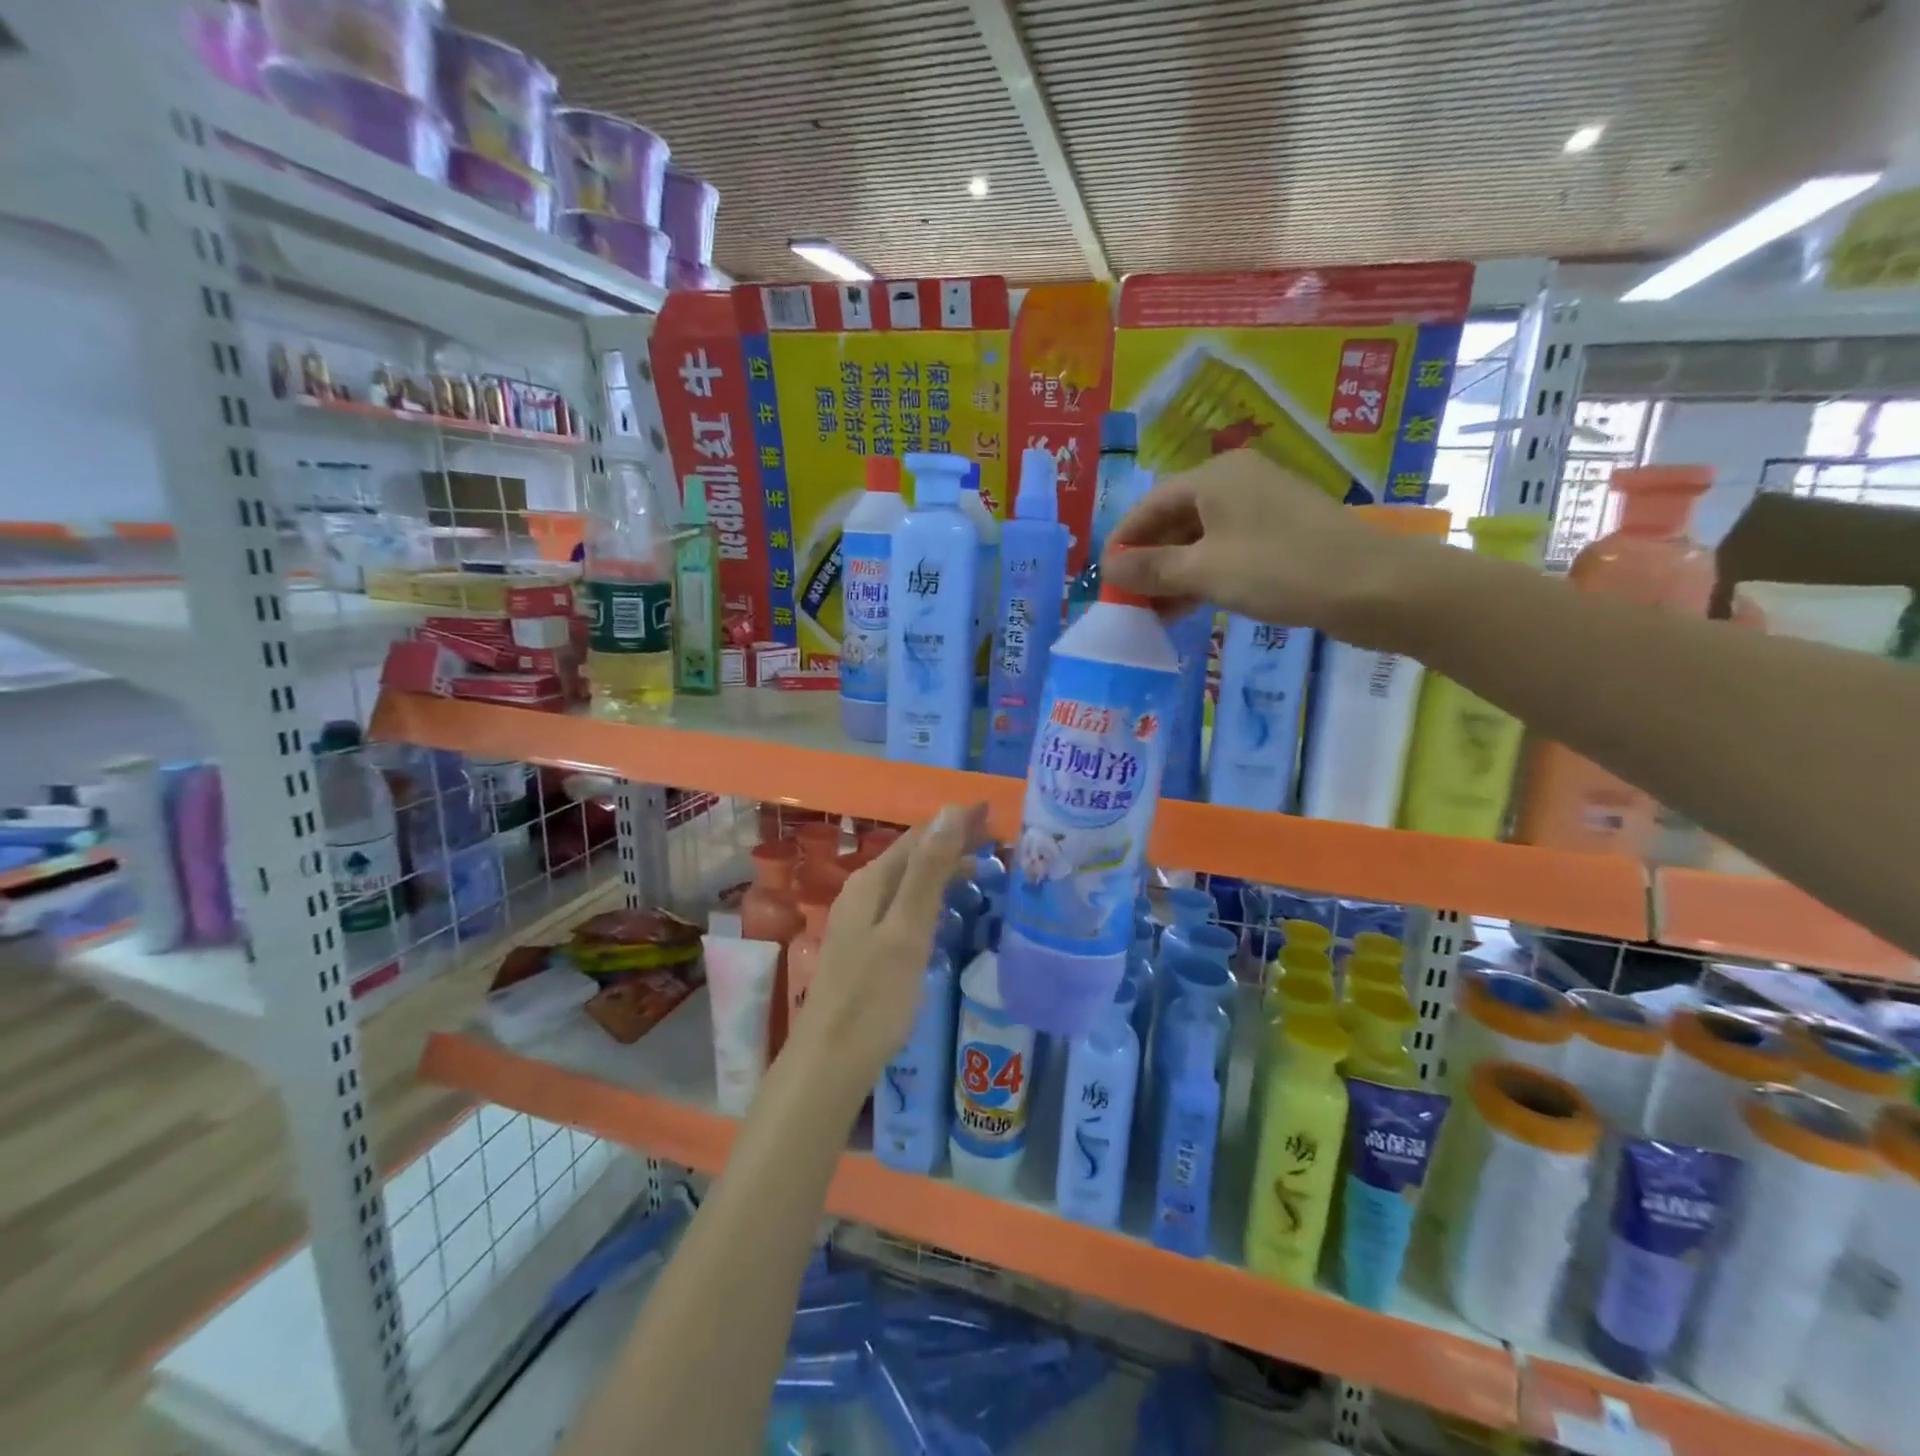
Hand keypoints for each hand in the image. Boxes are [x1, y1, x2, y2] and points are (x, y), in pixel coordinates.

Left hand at [790, 803, 987, 1093]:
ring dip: (944, 871)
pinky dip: (933, 899)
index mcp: (871, 882)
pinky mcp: (867, 948)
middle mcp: (863, 893)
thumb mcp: (907, 930)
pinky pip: (905, 908)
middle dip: (953, 845)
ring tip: (984, 875)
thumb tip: (950, 811)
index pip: (920, 836)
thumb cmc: (874, 996)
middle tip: (999, 846)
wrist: (830, 1062)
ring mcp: (862, 922)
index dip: (956, 822)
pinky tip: (949, 914)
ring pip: (909, 883)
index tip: (994, 815)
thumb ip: (928, 871)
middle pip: (913, 856)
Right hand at [1104, 450, 1431, 643]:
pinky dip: (1203, 575)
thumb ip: (1152, 568)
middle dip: (1148, 561)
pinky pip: (1226, 550)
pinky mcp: (1280, 534)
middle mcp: (1236, 482)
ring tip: (1154, 612)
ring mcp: (1261, 508)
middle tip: (1128, 601)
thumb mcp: (1205, 571)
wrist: (1373, 586)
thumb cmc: (1280, 570)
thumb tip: (1108, 566)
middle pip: (1174, 520)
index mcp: (1215, 477)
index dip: (1123, 542)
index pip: (1150, 506)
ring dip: (1174, 574)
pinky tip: (1190, 606)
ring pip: (1200, 539)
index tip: (1104, 579)